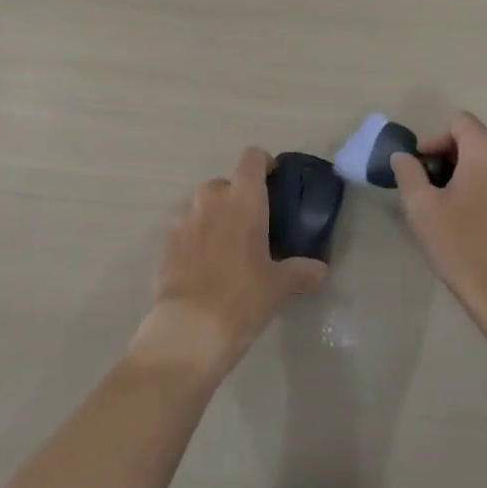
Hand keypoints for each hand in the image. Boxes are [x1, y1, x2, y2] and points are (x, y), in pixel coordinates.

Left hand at [134, 147, 327, 377]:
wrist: (189, 329)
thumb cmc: (242, 298)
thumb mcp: (279, 287)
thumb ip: (301, 272)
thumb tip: (321, 270)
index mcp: (243, 199)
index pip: (252, 158)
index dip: (263, 163)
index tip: (273, 181)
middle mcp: (211, 199)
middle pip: (225, 183)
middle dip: (237, 198)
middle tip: (252, 227)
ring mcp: (184, 219)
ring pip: (202, 205)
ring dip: (215, 218)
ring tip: (227, 249)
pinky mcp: (166, 242)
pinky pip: (185, 230)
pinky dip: (196, 239)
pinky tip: (204, 268)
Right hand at [394, 112, 486, 338]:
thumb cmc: (463, 246)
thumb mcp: (422, 207)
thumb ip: (408, 172)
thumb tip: (404, 156)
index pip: (457, 121)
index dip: (432, 139)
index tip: (418, 168)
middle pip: (471, 139)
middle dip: (443, 157)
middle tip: (424, 188)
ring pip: (483, 161)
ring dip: (459, 173)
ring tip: (440, 205)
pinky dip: (476, 187)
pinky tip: (462, 219)